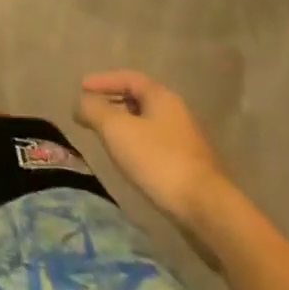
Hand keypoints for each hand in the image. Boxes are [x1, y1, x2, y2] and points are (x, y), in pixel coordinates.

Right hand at [76, 71, 230, 228]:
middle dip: (112, 103)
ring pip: (148, 124)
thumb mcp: (116, 129)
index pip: (128, 77)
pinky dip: (137, 146)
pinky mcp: (191, 168)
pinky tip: (130, 162)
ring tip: (105, 138)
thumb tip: (81, 102)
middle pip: (138, 99)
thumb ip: (94, 109)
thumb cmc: (158, 161)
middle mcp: (177, 113)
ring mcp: (187, 142)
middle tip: (91, 113)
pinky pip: (156, 146)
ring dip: (124, 126)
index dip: (102, 80)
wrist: (208, 212)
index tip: (81, 88)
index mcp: (161, 96)